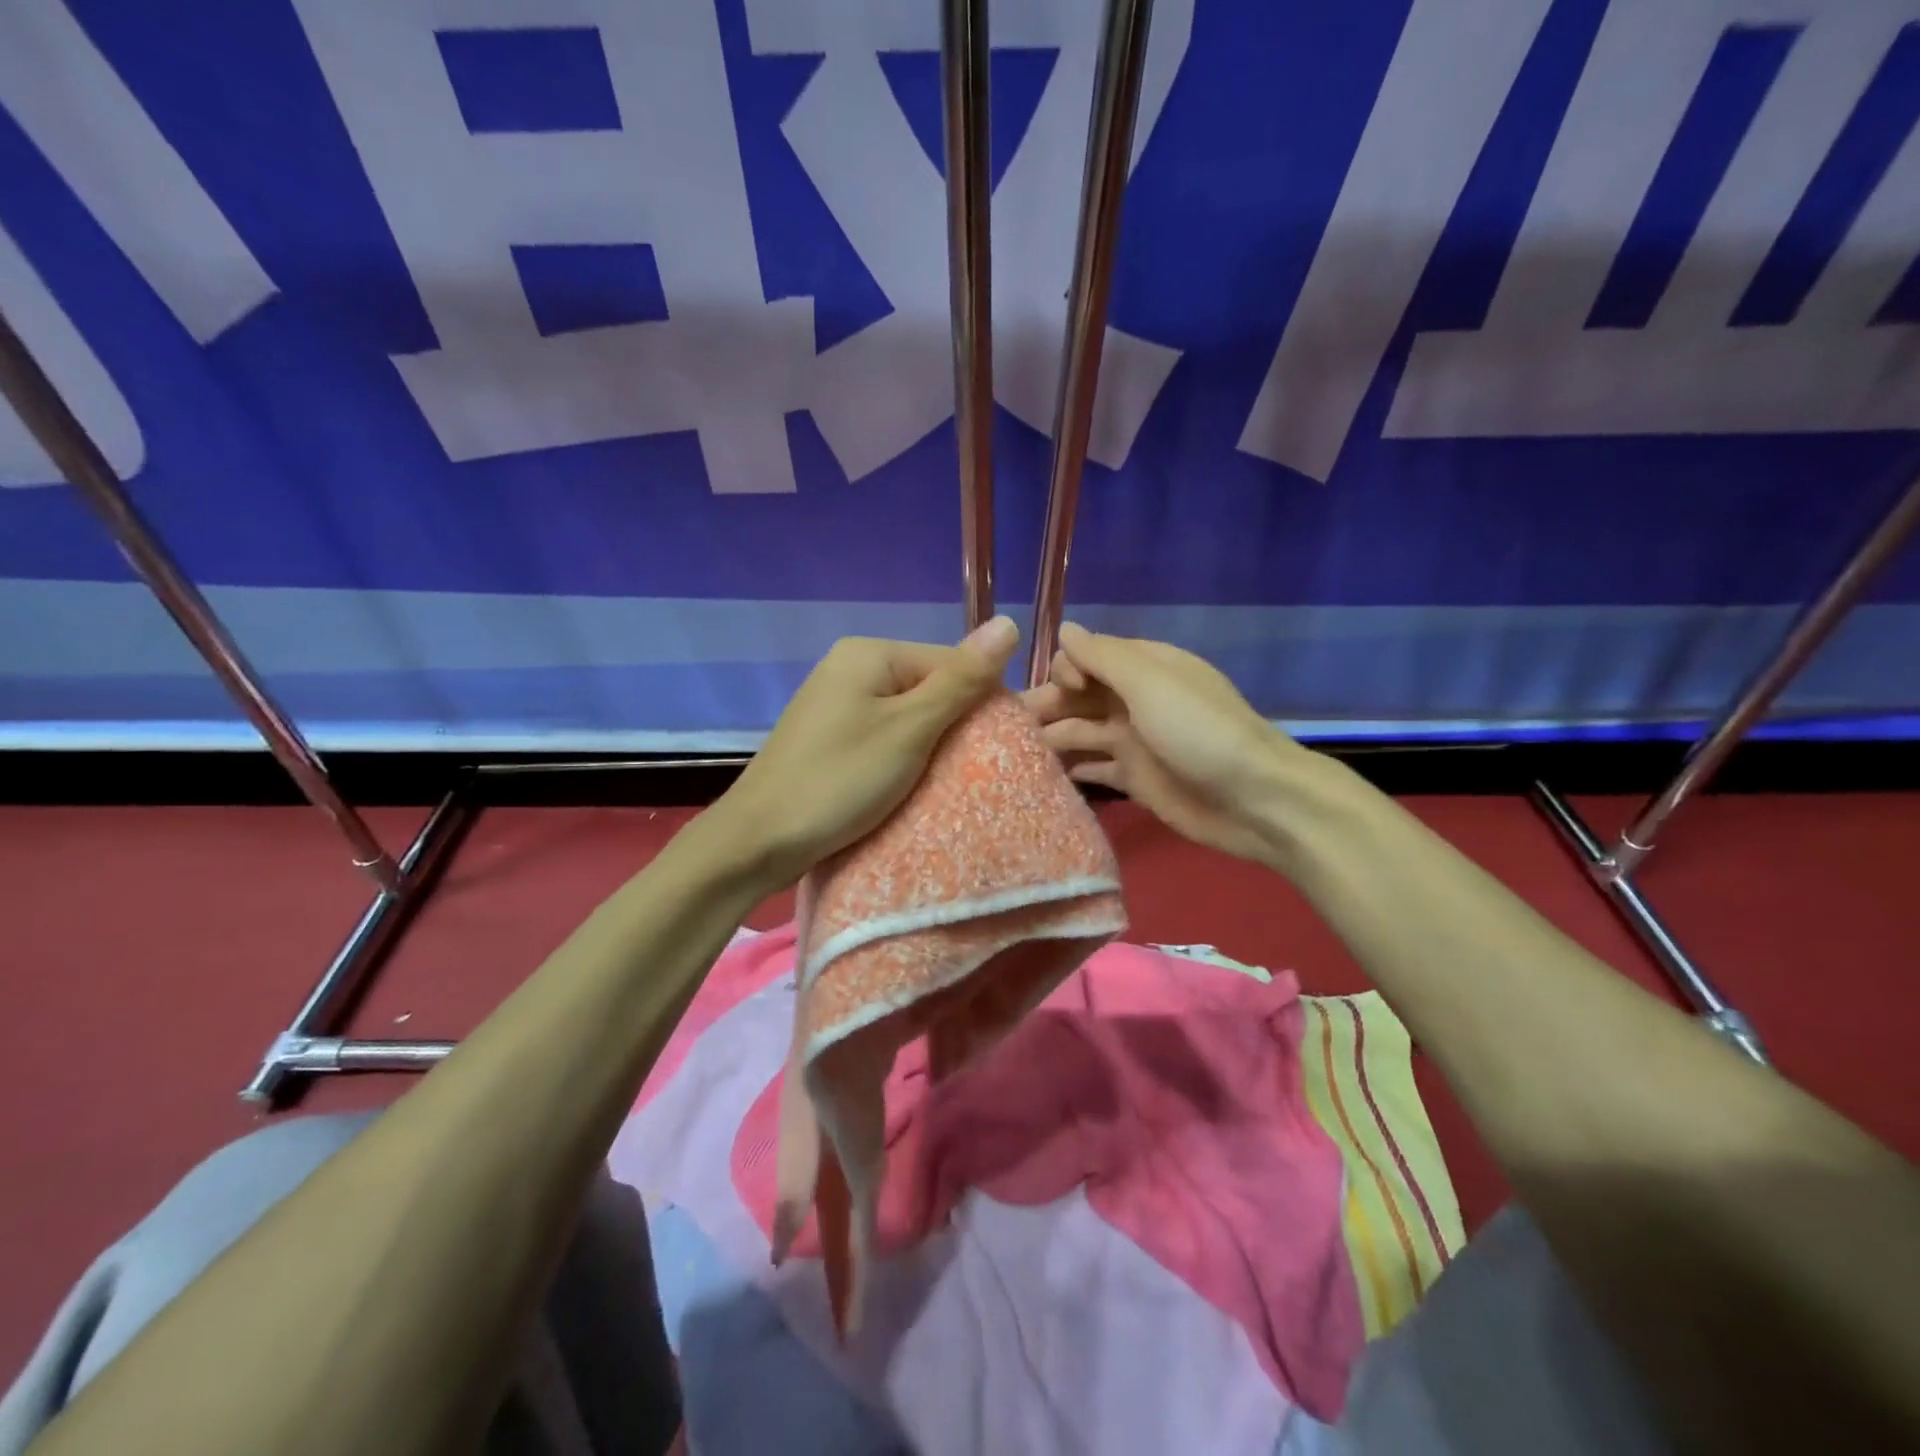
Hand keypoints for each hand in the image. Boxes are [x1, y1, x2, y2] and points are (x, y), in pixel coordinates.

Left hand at [717, 618, 1019, 885]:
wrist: (759, 840)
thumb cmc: (840, 780)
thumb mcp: (910, 730)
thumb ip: (961, 681)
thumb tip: (1009, 622)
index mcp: (870, 653)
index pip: (951, 662)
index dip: (980, 703)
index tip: (999, 749)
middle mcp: (850, 667)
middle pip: (928, 688)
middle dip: (954, 727)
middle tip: (974, 772)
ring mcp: (835, 703)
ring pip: (907, 717)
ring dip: (930, 747)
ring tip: (945, 783)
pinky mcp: (828, 737)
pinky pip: (882, 737)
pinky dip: (902, 759)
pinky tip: (910, 786)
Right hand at [1021, 623, 1299, 862]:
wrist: (1253, 800)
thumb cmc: (1199, 732)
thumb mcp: (1150, 683)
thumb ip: (1103, 657)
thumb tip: (1065, 629)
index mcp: (1143, 668)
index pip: (1087, 657)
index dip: (1065, 670)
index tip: (1061, 691)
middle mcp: (1134, 700)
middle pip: (1077, 697)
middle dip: (1046, 706)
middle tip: (1007, 729)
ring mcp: (1134, 742)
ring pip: (1080, 732)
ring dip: (1051, 738)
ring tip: (1011, 755)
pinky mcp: (1135, 780)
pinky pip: (1094, 768)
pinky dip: (1071, 769)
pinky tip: (1038, 777)